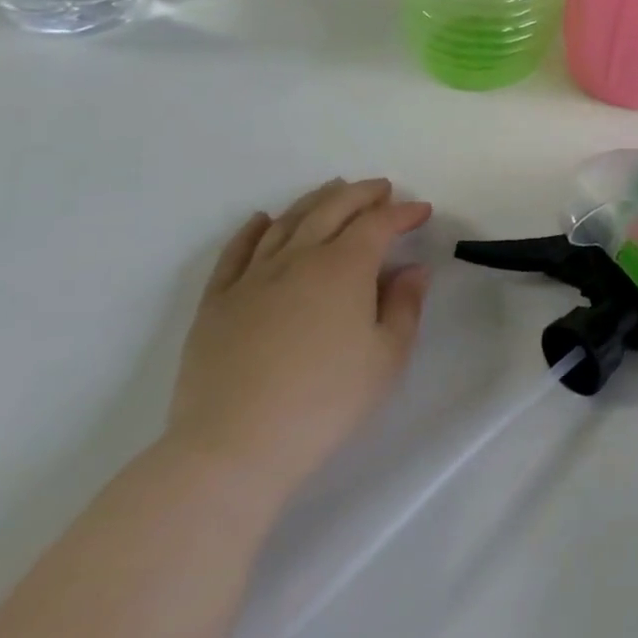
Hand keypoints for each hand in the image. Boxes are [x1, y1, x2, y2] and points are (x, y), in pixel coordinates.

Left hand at [166, 179, 431, 502]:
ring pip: (287, 223)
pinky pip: (235, 253)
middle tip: (382, 189)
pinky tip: (262, 220)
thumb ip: (405, 305)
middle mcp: (299, 259)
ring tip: (333, 190)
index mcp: (345, 267)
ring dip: (315, 201)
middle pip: (333, 210)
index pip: (379, 224)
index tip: (422, 211)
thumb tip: (411, 269)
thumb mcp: (387, 356)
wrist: (233, 448)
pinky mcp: (216, 303)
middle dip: (362, 194)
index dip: (403, 212)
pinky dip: (252, 230)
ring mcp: (252, 278)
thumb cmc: (325, 402)